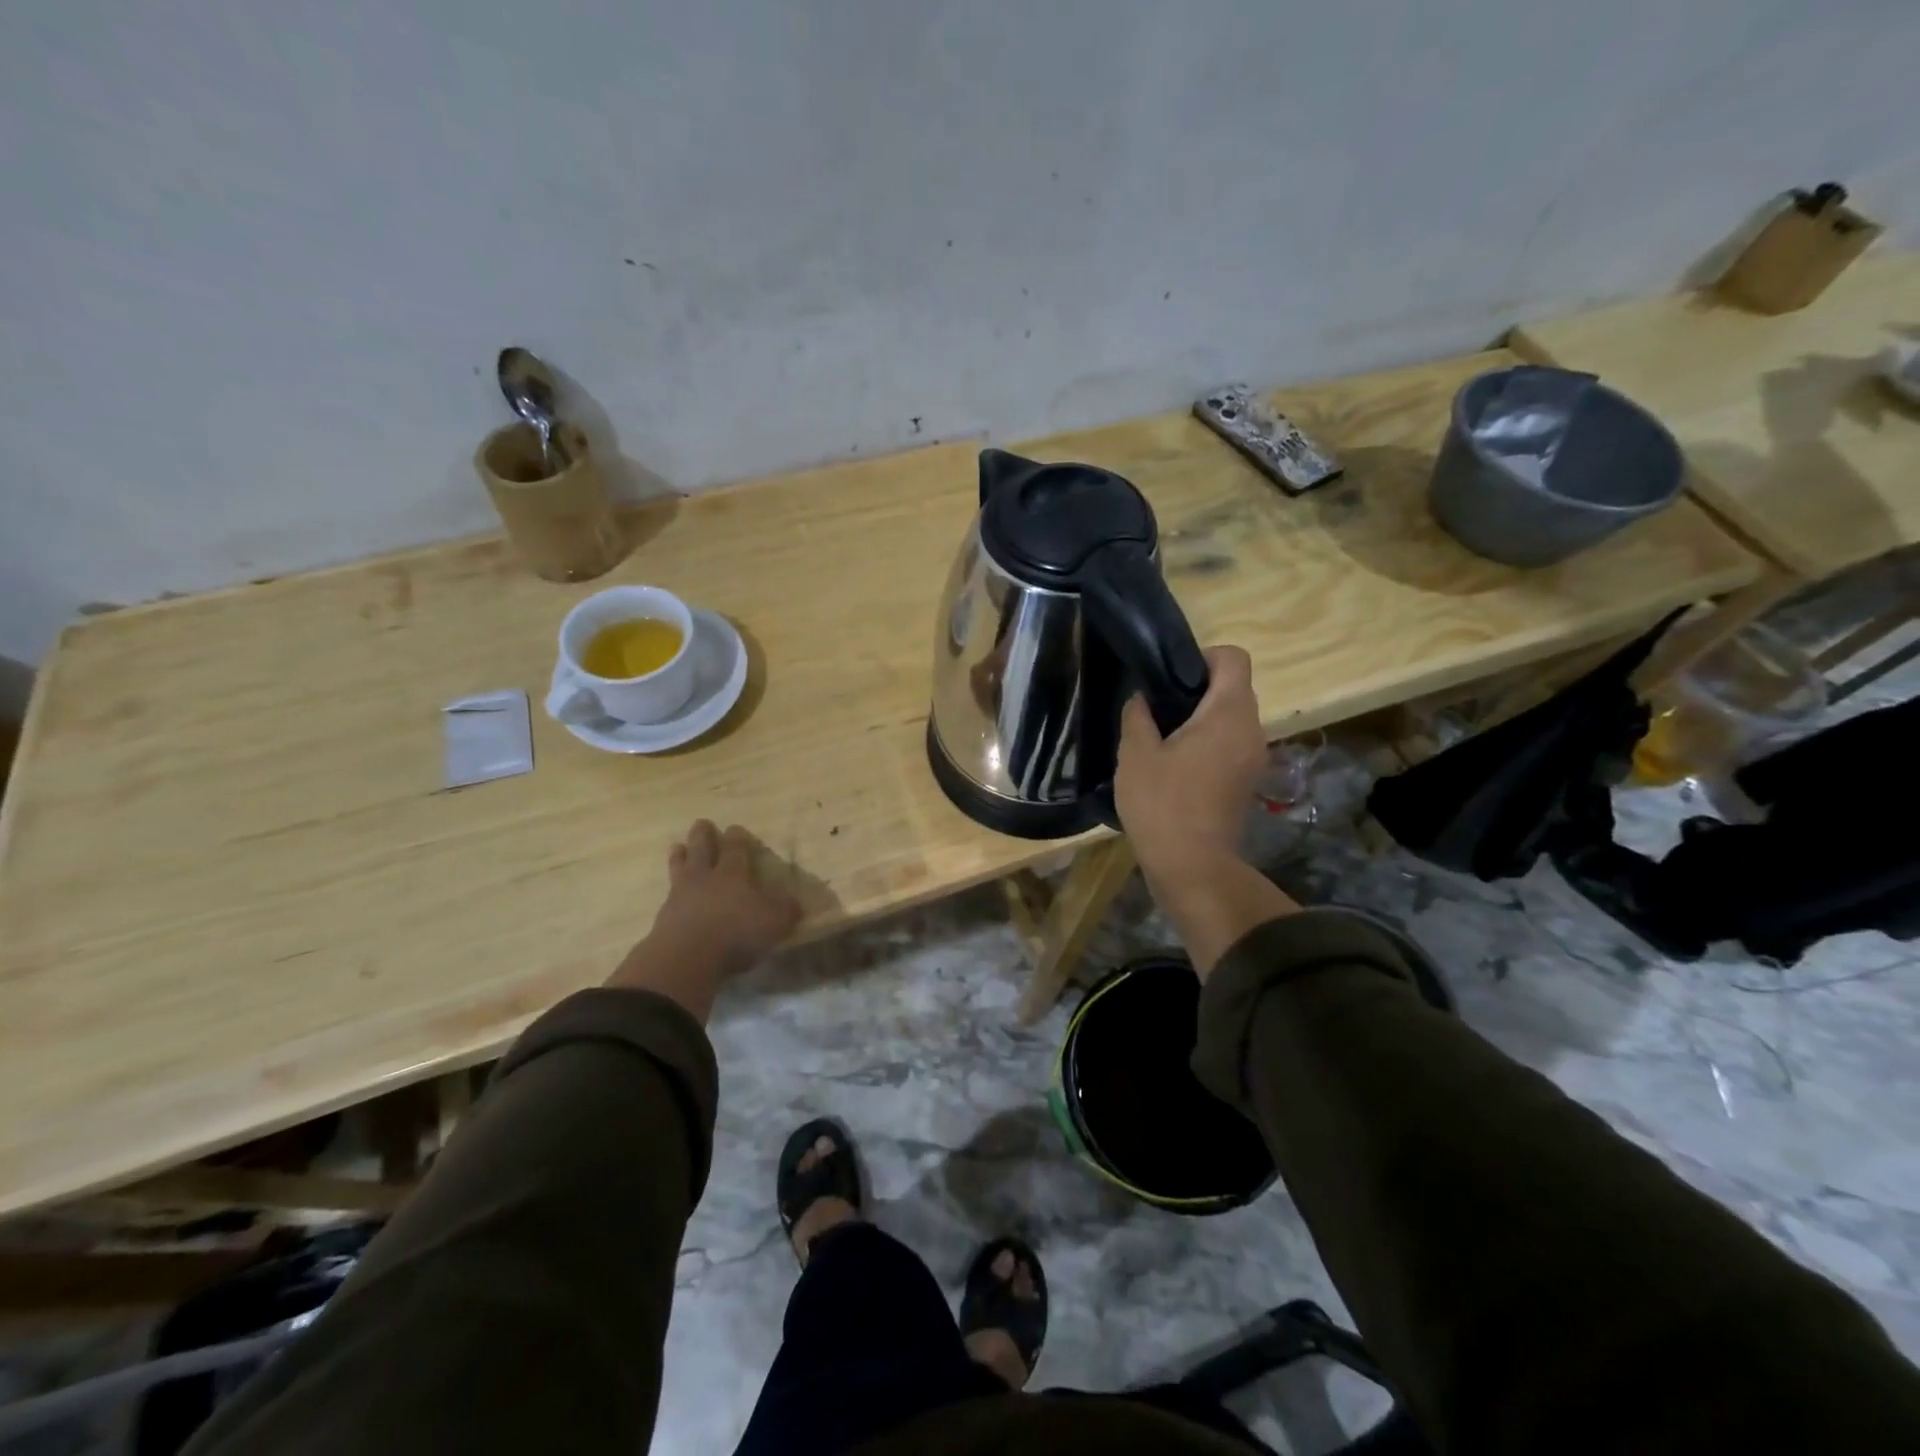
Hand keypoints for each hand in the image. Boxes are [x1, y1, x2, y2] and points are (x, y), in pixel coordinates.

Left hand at [606, 821, 802, 1018]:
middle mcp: (705, 878)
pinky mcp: (664, 917)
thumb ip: (785, 910)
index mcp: (732, 873)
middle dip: (702, 835)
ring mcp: (680, 895)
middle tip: (701, 823)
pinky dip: (671, 890)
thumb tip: (794, 902)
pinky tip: (671, 892)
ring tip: (678, 847)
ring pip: (679, 867)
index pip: (734, 848)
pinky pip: (668, 895)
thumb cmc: (736, 932)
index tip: (734, 828)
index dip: (736, 837)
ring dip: (679, 856)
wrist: (686, 957)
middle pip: (701, 849)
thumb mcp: (774, 922)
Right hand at [1115, 646, 1267, 889]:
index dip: (1202, 657)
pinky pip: (1231, 744)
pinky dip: (1208, 743)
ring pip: (1231, 719)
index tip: (1169, 677)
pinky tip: (1175, 765)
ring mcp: (1254, 758)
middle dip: (1196, 689)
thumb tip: (1142, 698)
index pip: (1233, 658)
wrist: (1192, 867)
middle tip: (1156, 707)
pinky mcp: (1247, 782)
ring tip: (1162, 737)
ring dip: (1201, 719)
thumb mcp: (1136, 755)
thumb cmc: (1162, 804)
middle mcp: (1252, 729)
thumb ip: (1138, 716)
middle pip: (1233, 688)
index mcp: (1229, 713)